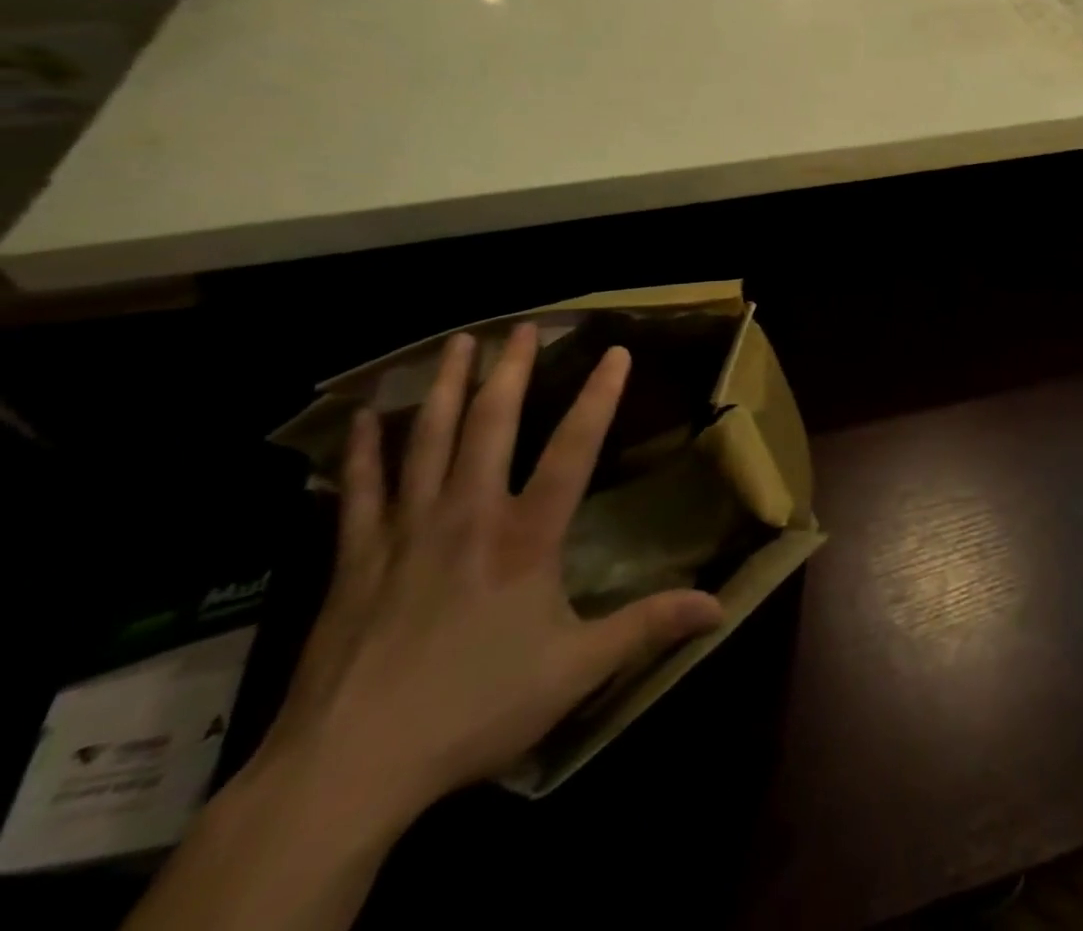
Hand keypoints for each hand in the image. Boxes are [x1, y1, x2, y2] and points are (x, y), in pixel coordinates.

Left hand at [247, 324, 723, 827]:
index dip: (598, 398)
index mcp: (525, 538)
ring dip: (443, 388)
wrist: (346, 770)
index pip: (572, 451)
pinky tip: (363, 420)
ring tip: (455, 344)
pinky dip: (363, 452)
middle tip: (522, 326)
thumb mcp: (575, 671)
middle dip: (510, 371)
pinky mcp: (355, 561)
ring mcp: (405, 533)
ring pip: (426, 442)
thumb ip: (647, 628)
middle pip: (490, 426)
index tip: (615, 352)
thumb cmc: (473, 711)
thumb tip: (720, 607)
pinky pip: (359, 492)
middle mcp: (467, 517)